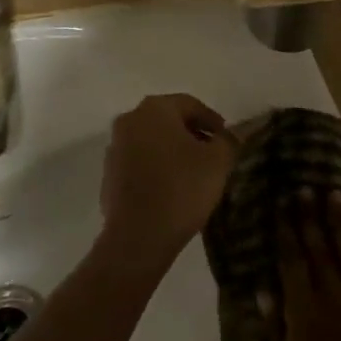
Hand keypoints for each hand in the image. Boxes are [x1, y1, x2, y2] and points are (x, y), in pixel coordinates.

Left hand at [97, 94, 236, 268]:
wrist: (138, 236)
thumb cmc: (180, 189)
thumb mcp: (217, 163)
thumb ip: (227, 142)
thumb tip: (230, 134)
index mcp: (154, 108)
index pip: (189, 104)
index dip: (212, 120)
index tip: (226, 138)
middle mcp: (130, 119)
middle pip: (168, 119)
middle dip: (191, 133)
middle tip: (213, 153)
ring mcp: (115, 146)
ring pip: (151, 140)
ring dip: (172, 150)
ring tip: (194, 173)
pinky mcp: (109, 173)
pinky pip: (138, 162)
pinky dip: (156, 167)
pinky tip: (171, 188)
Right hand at [267, 189, 340, 340]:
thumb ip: (273, 332)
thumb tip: (265, 288)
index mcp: (303, 314)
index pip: (291, 261)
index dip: (286, 230)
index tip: (282, 202)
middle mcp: (336, 303)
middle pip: (321, 252)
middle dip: (311, 218)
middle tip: (306, 188)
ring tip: (339, 195)